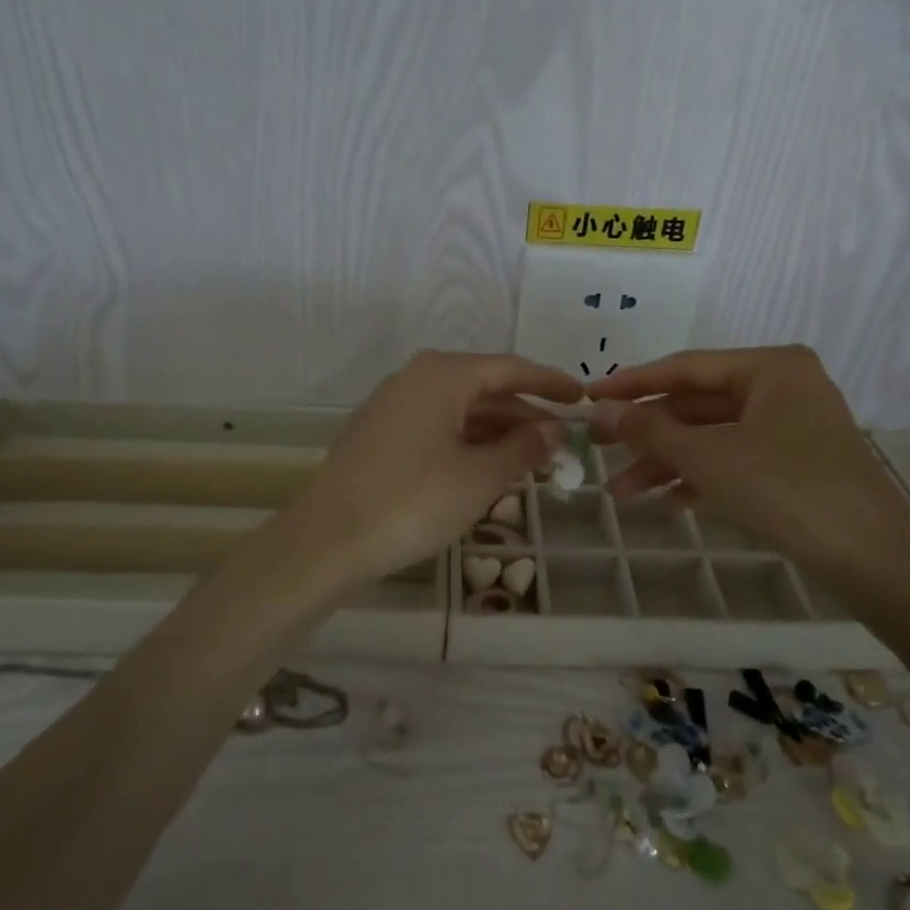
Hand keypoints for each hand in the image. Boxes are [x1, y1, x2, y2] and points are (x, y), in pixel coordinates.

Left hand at [285, 351, 580, 587]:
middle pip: (484, 390)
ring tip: (534, 460)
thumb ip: (523, 449)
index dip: (549, 383)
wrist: (327, 540)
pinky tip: (488, 469)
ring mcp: (393, 407)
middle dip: (525, 416)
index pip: (509, 369)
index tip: (582, 398)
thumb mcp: (480, 478)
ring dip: (498, 434)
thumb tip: (553, 431)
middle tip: (563, 442)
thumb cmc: (412, 501)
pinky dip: (468, 444)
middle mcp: (415, 380)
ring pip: (460, 412)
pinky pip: (437, 429)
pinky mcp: (380, 436)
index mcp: (442, 376)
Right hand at [587, 346, 909, 588]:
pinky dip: (700, 479)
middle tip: (597, 450)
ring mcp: (790, 427)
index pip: (685, 367)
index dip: (632, 384)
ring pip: (712, 437)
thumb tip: (601, 411)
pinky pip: (734, 461)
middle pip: (697, 405)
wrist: (874, 560)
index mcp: (770, 367)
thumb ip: (651, 430)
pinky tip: (668, 504)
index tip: (588, 397)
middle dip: (648, 435)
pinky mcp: (795, 465)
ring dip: (667, 463)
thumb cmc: (788, 489)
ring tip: (621, 493)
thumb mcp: (709, 457)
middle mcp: (782, 387)